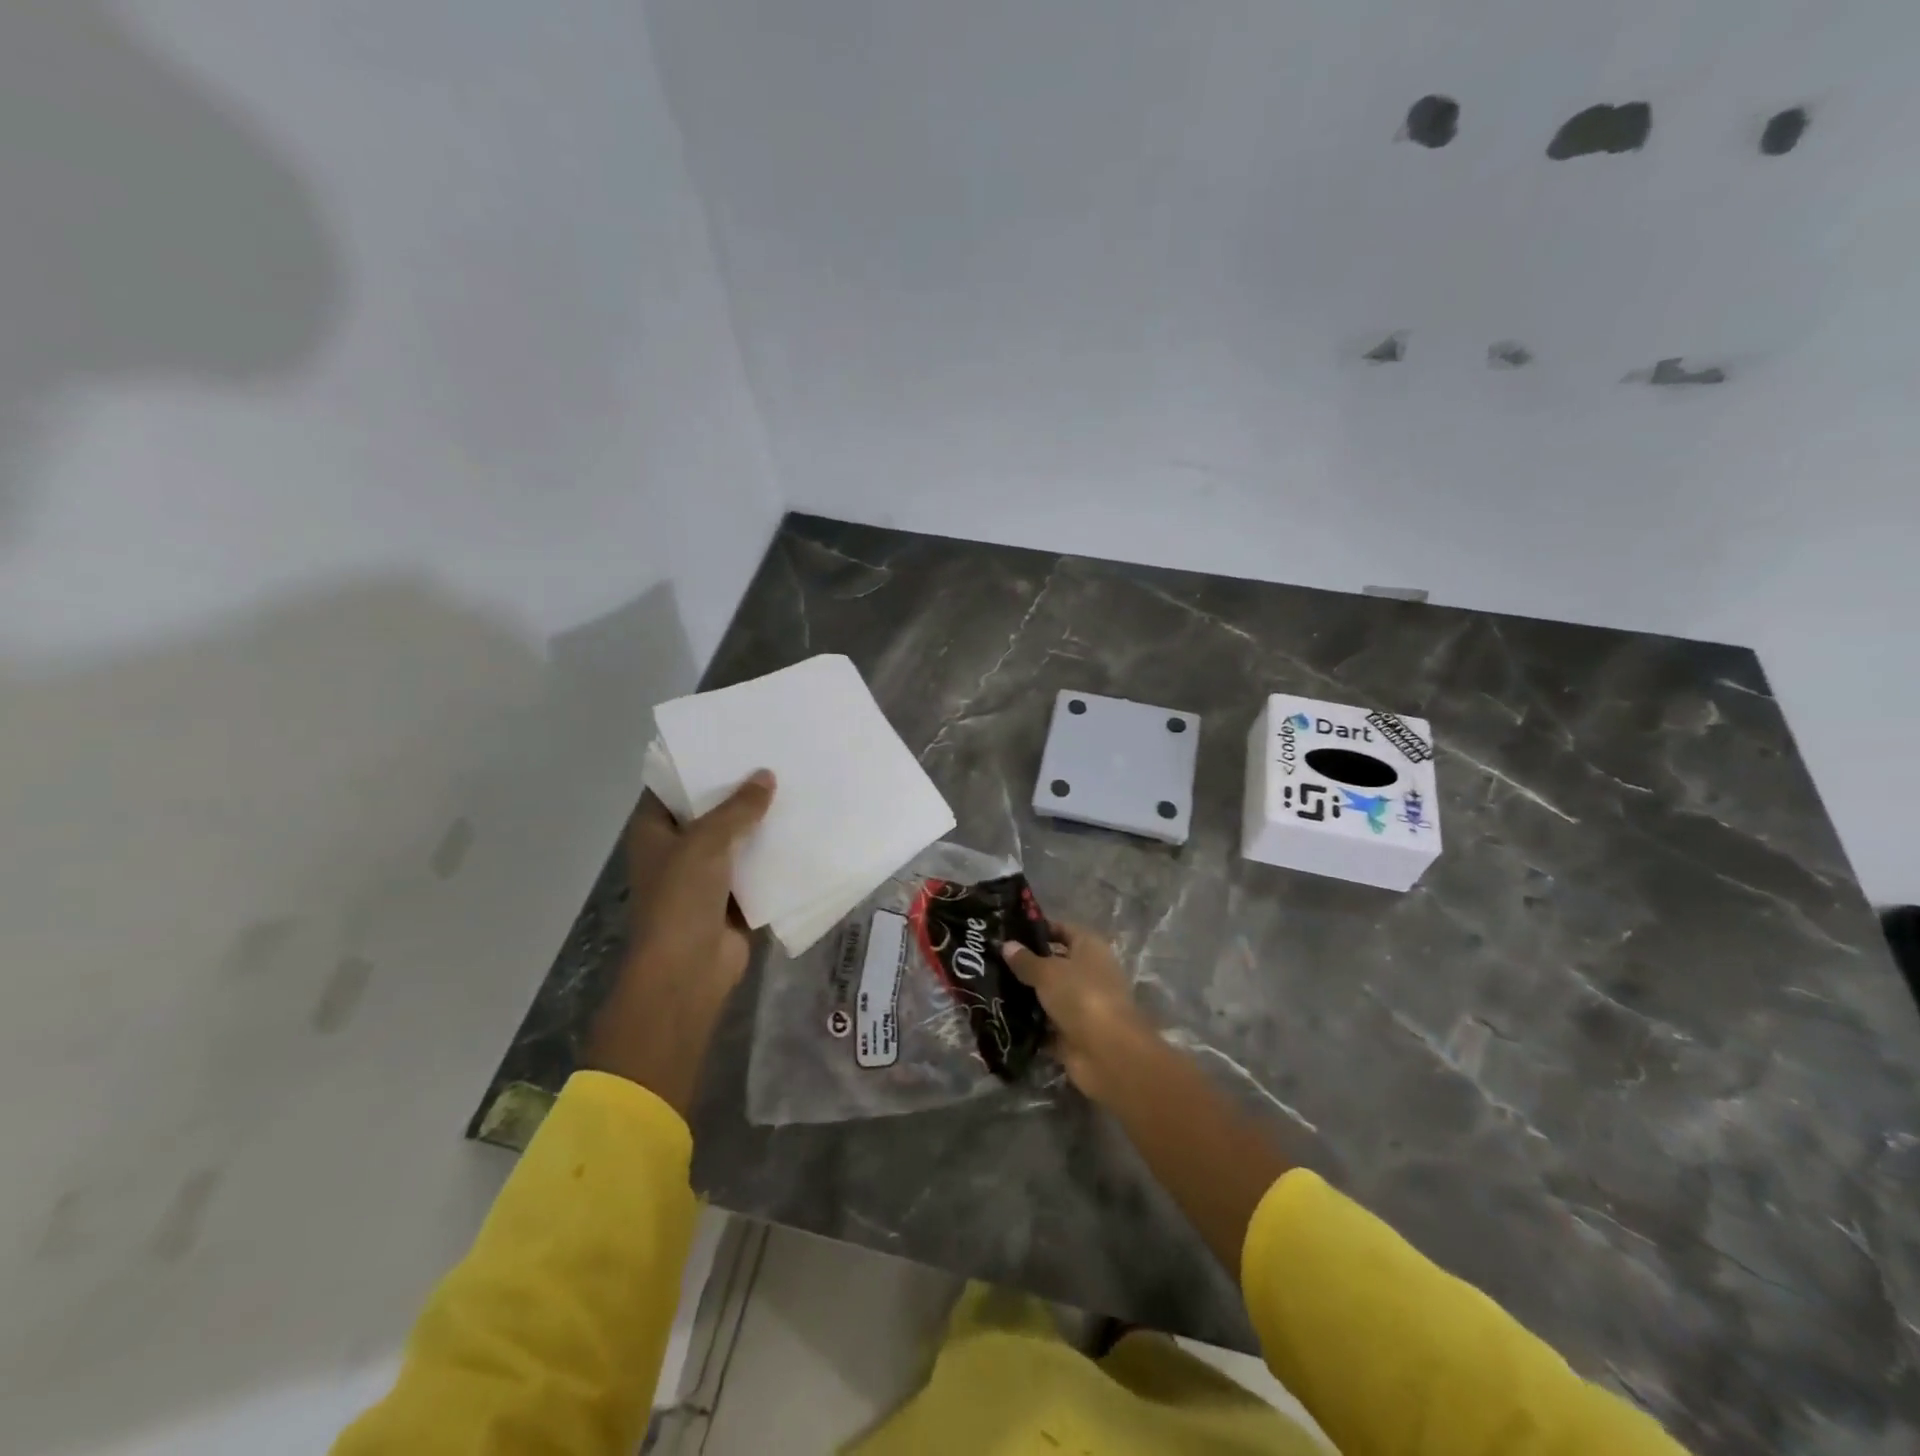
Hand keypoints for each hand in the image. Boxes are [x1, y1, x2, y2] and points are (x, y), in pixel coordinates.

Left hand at [584, 770, 775, 1113]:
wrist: (687, 972)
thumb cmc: (681, 899)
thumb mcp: (706, 843)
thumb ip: (738, 808)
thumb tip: (766, 776)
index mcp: (654, 831)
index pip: (671, 786)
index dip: (697, 764)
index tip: (730, 740)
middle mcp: (676, 849)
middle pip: (708, 810)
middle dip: (737, 791)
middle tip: (773, 757)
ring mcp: (705, 875)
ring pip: (735, 838)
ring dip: (759, 822)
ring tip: (794, 787)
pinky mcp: (732, 897)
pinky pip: (754, 867)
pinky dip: (772, 853)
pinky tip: (801, 830)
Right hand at [1002, 922, 1155, 1104]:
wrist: (1107, 1053)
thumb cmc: (1081, 996)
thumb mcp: (1048, 972)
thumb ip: (1026, 960)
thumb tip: (1007, 945)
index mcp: (1090, 948)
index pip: (1062, 929)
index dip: (1038, 929)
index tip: (1007, 931)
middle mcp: (1089, 973)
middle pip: (1055, 963)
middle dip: (1027, 964)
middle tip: (992, 961)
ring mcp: (1083, 1006)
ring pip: (1049, 996)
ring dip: (1026, 996)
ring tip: (990, 987)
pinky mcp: (1074, 1035)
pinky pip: (1047, 1025)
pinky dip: (1030, 1024)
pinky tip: (1001, 1018)